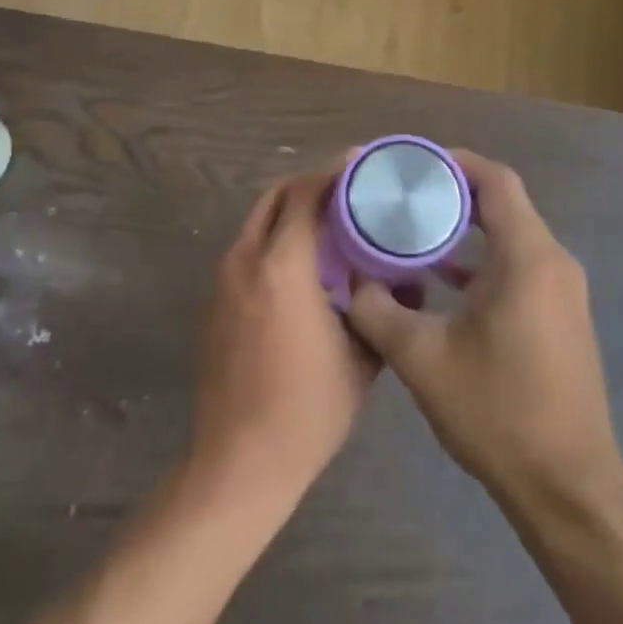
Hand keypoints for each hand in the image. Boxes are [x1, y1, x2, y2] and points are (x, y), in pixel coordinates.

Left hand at [192, 170, 378, 509]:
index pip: (305, 194)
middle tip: (348, 190)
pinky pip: (248, 250)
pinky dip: (275, 239)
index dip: (333, 172)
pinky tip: (304, 264)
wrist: (239, 460)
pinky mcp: (216, 300)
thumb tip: (406, 283)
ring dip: (291, 212)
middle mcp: (246, 259)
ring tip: (331, 224)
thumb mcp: (360, 358)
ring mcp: (224, 279)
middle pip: (276, 197)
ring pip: (258, 222)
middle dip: (310, 185)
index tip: (361, 163)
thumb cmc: (307, 410)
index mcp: (281, 265)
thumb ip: (380, 309)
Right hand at [346, 152, 622, 509]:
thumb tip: (346, 279)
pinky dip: (479, 260)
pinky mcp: (559, 316)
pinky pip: (517, 265)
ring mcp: (562, 292)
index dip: (452, 163)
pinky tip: (439, 280)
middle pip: (501, 203)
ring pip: (509, 235)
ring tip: (410, 230)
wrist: (569, 490)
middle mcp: (553, 263)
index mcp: (528, 258)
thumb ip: (376, 308)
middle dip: (449, 194)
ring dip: (463, 229)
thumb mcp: (420, 357)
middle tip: (400, 195)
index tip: (409, 166)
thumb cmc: (498, 413)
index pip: (495, 180)